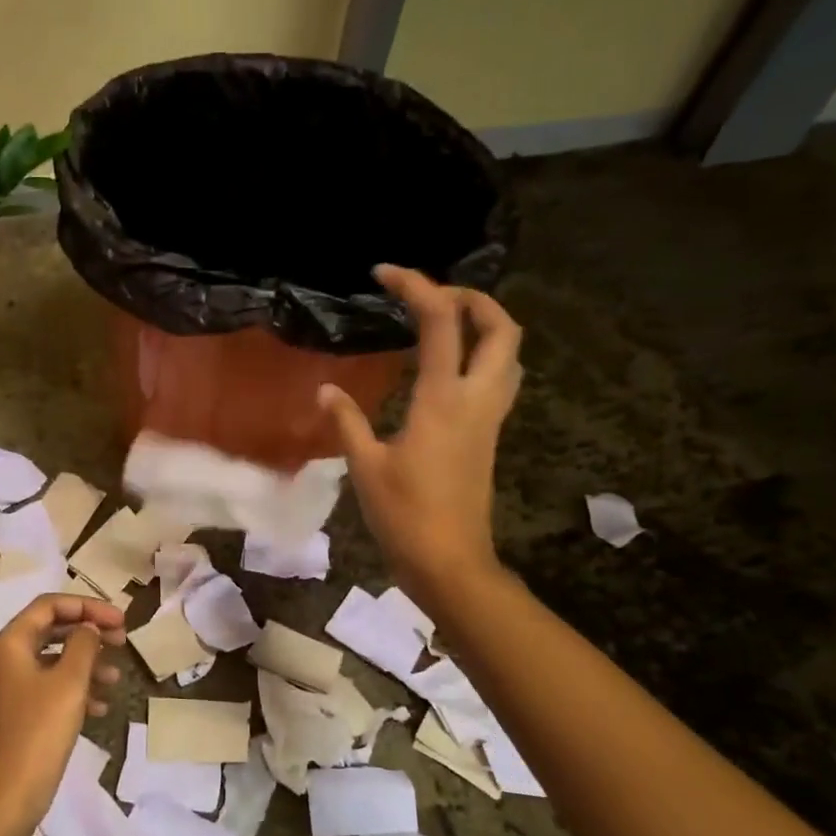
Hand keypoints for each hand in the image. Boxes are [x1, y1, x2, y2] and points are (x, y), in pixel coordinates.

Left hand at [0, 594, 124, 830]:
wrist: (0, 802)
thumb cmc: (37, 734)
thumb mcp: (69, 684)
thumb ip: (83, 646)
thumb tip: (88, 628)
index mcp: (7, 644)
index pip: (49, 606)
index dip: (88, 607)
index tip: (121, 621)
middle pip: (49, 632)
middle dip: (88, 635)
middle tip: (122, 642)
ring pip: (48, 663)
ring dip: (83, 665)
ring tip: (115, 679)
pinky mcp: (5, 718)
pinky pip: (41, 690)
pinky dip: (69, 691)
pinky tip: (98, 708)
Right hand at [319, 265, 522, 612]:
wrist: (450, 562)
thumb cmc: (404, 515)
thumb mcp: (365, 466)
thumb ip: (346, 421)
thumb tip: (326, 390)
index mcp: (443, 399)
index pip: (441, 321)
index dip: (416, 286)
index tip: (385, 273)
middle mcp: (476, 399)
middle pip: (501, 329)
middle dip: (474, 298)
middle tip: (433, 296)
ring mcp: (489, 419)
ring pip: (509, 354)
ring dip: (485, 326)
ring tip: (444, 324)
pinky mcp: (488, 437)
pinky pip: (498, 379)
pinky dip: (480, 356)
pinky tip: (444, 369)